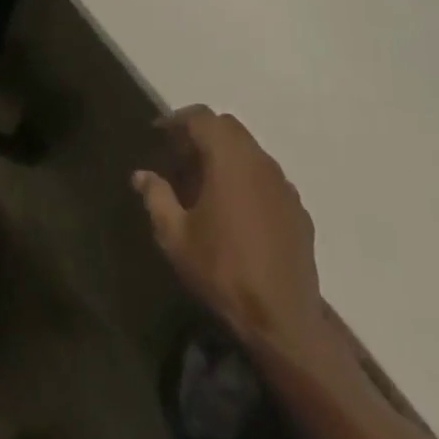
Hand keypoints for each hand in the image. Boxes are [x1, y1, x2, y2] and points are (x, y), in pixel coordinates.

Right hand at [133, 107, 323, 347]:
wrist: (283, 320)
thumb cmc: (223, 271)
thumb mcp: (176, 237)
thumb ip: (157, 198)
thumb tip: (141, 175)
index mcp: (229, 158)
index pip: (202, 118)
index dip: (177, 120)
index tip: (159, 133)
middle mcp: (259, 160)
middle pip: (228, 128)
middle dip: (202, 133)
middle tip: (180, 155)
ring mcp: (283, 183)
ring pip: (250, 151)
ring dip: (226, 155)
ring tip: (206, 182)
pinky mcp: (297, 208)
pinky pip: (267, 178)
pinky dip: (248, 179)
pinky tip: (236, 210)